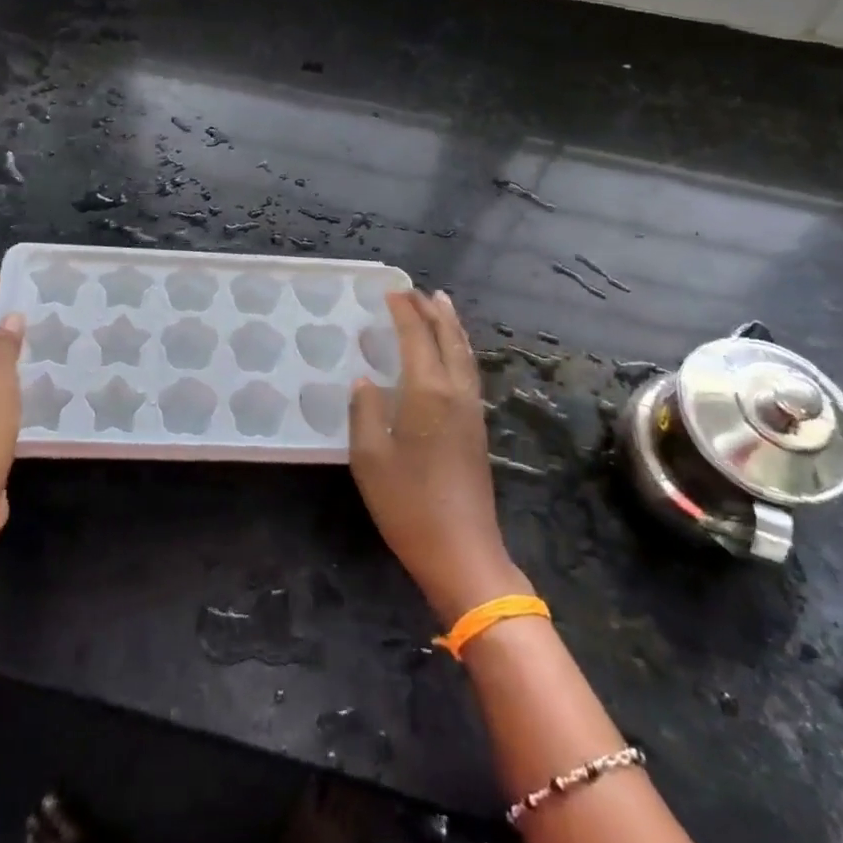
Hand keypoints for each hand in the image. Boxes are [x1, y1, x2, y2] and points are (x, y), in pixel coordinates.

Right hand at [349, 290, 529, 623]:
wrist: (462, 551)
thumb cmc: (408, 504)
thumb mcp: (370, 457)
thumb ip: (365, 411)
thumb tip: (365, 380)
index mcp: (428, 392)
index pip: (417, 337)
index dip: (404, 312)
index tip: (390, 292)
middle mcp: (455, 392)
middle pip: (449, 338)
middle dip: (433, 311)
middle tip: (416, 291)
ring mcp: (471, 410)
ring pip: (464, 354)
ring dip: (451, 326)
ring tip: (440, 306)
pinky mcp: (477, 429)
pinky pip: (468, 371)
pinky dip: (458, 349)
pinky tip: (450, 355)